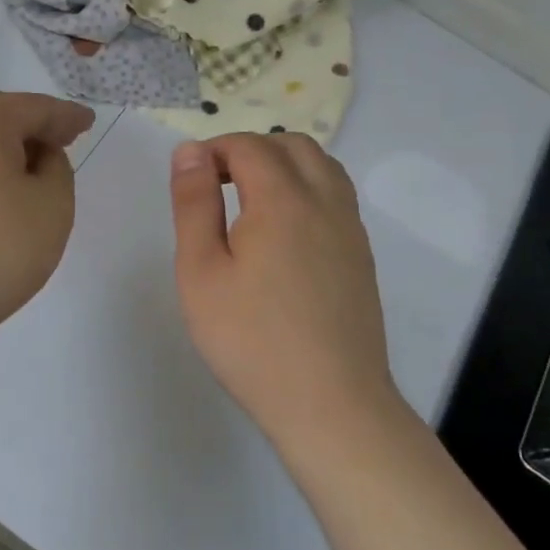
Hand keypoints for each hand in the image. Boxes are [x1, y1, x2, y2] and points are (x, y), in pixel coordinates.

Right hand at [169, 134, 398, 453]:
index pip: (249, 146)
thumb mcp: (201, 271)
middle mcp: (325, 202)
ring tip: (248, 203)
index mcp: (283, 200)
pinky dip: (306, 190)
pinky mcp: (361, 256)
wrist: (330, 404)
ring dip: (283, 166)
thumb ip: (194, 204)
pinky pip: (336, 197)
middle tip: (216, 185)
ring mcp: (351, 229)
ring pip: (322, 167)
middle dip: (250, 150)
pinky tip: (281, 233)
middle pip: (292, 145)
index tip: (188, 181)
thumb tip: (189, 152)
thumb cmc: (251, 340)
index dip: (213, 150)